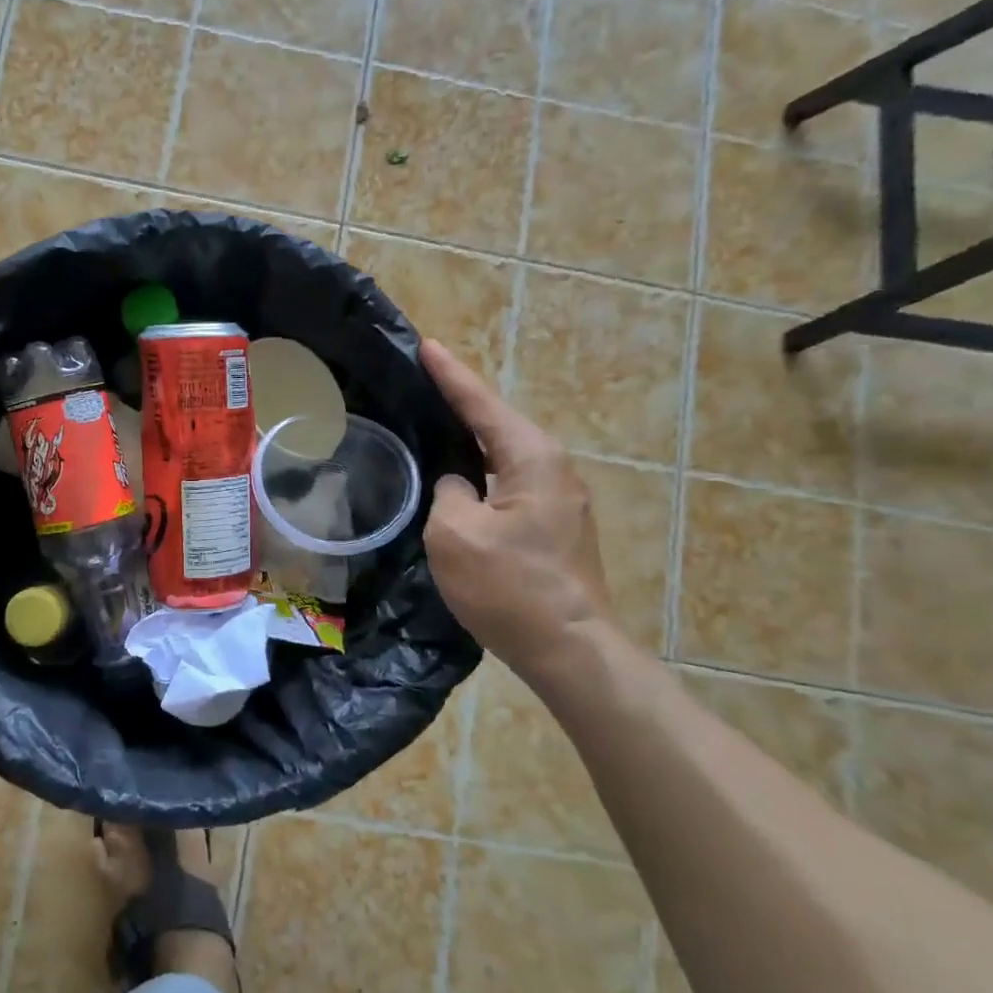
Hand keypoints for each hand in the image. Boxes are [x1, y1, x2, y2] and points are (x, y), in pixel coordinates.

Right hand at [420, 339, 614, 679]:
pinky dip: (482, 474)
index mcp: (531, 458)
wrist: (569, 648)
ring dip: (471, 443)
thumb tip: (458, 485)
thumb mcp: (455, 532)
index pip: (481, 404)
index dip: (449, 374)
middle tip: (422, 385)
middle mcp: (554, 468)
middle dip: (460, 405)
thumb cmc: (509, 586)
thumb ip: (448, 491)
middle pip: (497, 425)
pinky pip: (510, 484)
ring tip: (434, 427)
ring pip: (504, 457)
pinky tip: (459, 480)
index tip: (426, 344)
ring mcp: (560, 500)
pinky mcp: (556, 528)